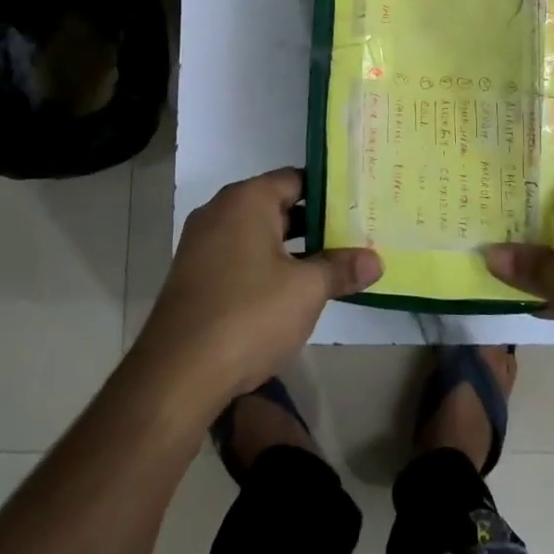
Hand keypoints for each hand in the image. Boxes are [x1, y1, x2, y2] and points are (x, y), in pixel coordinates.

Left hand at [135, 168, 381, 408]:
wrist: (177, 374)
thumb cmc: (249, 314)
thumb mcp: (306, 290)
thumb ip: (341, 269)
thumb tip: (375, 260)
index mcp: (246, 199)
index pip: (296, 178)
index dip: (330, 192)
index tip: (359, 206)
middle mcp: (220, 212)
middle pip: (277, 205)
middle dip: (315, 223)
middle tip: (355, 236)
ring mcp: (202, 245)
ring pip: (259, 235)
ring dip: (292, 249)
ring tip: (333, 265)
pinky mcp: (194, 277)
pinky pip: (240, 258)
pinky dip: (267, 267)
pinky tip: (292, 292)